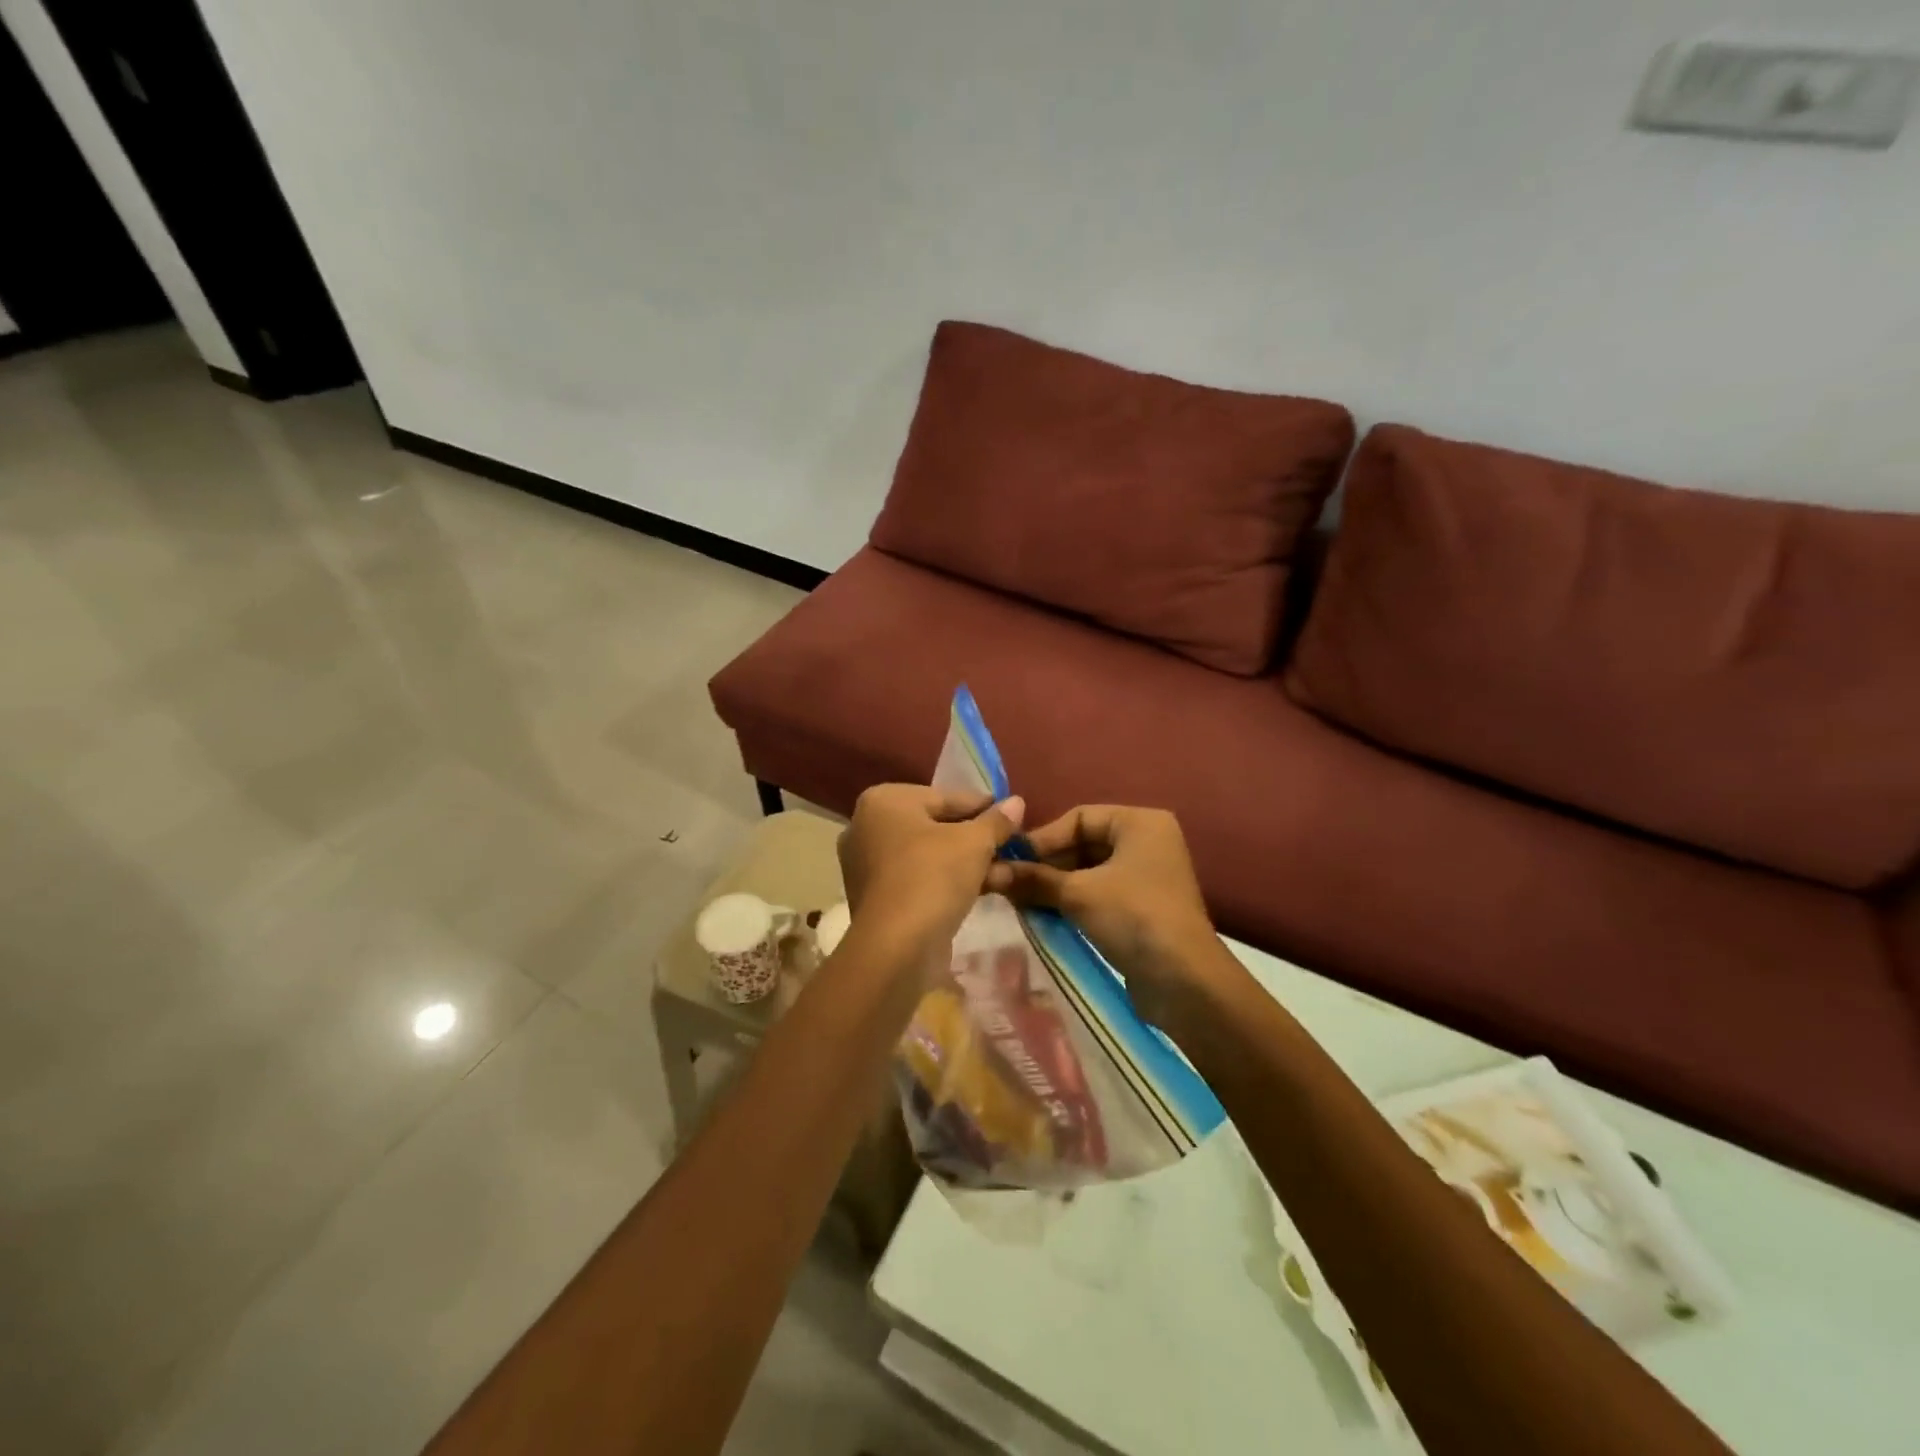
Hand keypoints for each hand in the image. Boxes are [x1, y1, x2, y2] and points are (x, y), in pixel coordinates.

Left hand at [837, 784, 1025, 965]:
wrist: (897, 947)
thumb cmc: (933, 877)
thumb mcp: (975, 843)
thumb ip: (996, 821)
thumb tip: (1017, 802)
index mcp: (883, 801)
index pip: (945, 797)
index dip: (983, 807)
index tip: (1012, 817)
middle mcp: (866, 826)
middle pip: (935, 826)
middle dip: (976, 839)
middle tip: (1011, 847)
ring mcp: (866, 864)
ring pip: (928, 855)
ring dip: (967, 863)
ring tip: (1005, 873)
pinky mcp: (874, 897)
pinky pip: (917, 878)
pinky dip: (946, 882)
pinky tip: (981, 891)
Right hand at [983, 805, 1242, 1031]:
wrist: (1185, 982)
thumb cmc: (1134, 918)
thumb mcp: (1078, 894)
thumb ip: (1033, 879)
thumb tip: (988, 872)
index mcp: (1140, 822)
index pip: (1078, 817)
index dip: (1042, 838)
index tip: (1010, 861)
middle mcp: (1147, 842)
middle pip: (1083, 843)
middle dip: (1047, 865)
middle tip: (1011, 884)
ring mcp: (1148, 876)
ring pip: (1089, 871)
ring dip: (1056, 886)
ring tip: (1020, 901)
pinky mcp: (1144, 908)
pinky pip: (1100, 894)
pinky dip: (1073, 902)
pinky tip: (1044, 916)